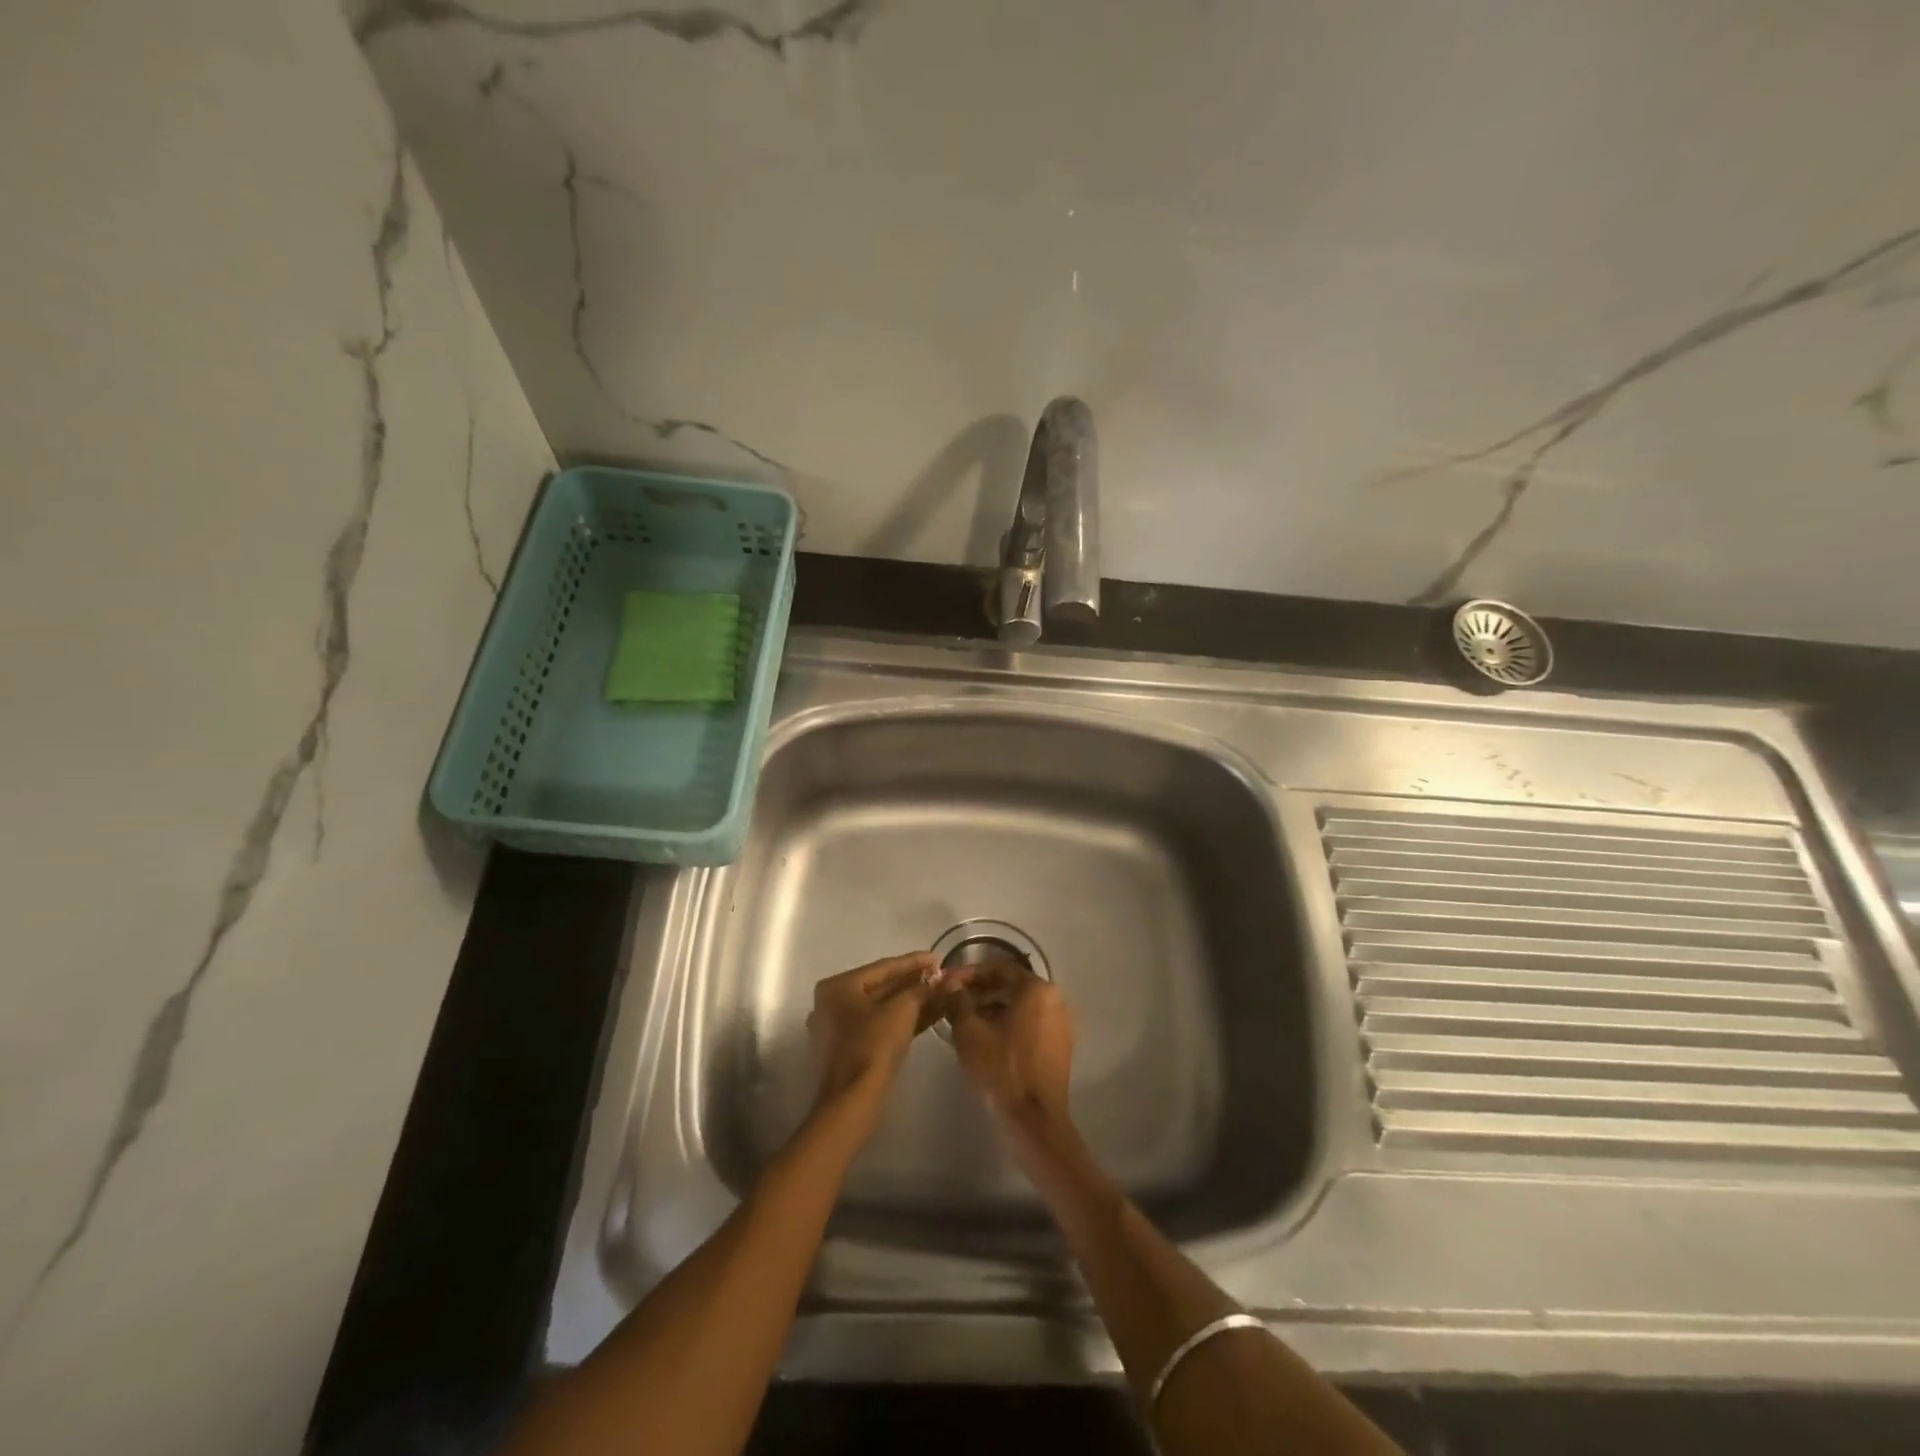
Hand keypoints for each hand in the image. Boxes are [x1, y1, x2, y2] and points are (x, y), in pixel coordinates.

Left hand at [806, 952, 941, 1109]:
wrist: (853, 1099)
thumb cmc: (873, 1045)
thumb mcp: (902, 1010)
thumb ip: (920, 990)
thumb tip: (938, 981)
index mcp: (837, 986)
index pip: (882, 967)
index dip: (913, 962)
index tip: (937, 957)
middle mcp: (832, 1003)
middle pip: (880, 987)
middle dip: (913, 983)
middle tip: (939, 976)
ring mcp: (837, 1028)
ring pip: (881, 1008)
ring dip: (910, 1002)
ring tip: (939, 994)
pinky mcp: (847, 1049)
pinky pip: (878, 1025)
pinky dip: (901, 1020)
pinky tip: (928, 1015)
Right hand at [946, 960, 1074, 1140]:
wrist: (1034, 1121)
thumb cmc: (1001, 1070)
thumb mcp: (970, 1033)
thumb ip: (958, 1001)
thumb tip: (950, 984)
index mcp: (1036, 989)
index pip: (999, 968)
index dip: (970, 973)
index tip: (948, 981)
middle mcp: (1055, 999)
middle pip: (1012, 985)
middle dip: (981, 990)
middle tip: (954, 999)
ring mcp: (1061, 1023)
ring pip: (1021, 1005)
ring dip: (993, 1007)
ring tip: (965, 1019)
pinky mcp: (1060, 1045)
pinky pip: (1031, 1023)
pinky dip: (1009, 1023)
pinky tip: (986, 1037)